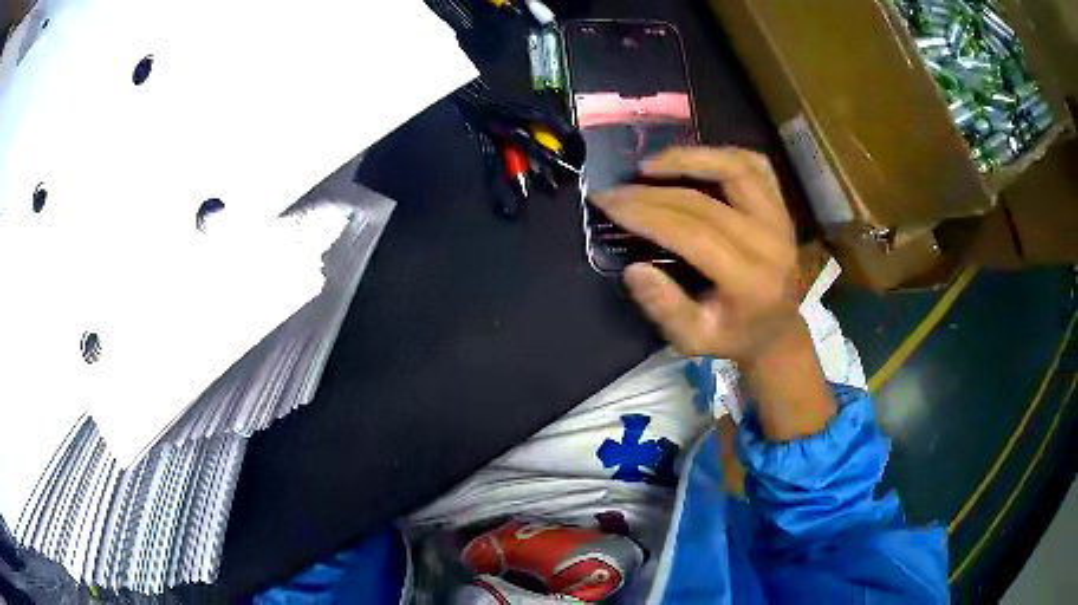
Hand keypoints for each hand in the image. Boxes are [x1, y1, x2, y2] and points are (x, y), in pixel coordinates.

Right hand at [593, 147, 834, 439]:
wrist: (777, 330)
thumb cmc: (733, 336)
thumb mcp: (693, 341)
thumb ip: (665, 309)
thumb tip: (634, 269)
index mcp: (750, 280)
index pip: (693, 233)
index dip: (646, 213)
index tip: (607, 202)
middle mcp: (770, 242)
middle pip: (705, 201)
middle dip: (651, 191)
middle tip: (615, 189)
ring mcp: (781, 218)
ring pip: (735, 168)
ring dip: (688, 158)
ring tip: (649, 166)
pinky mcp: (782, 206)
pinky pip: (754, 164)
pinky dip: (720, 155)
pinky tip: (692, 161)